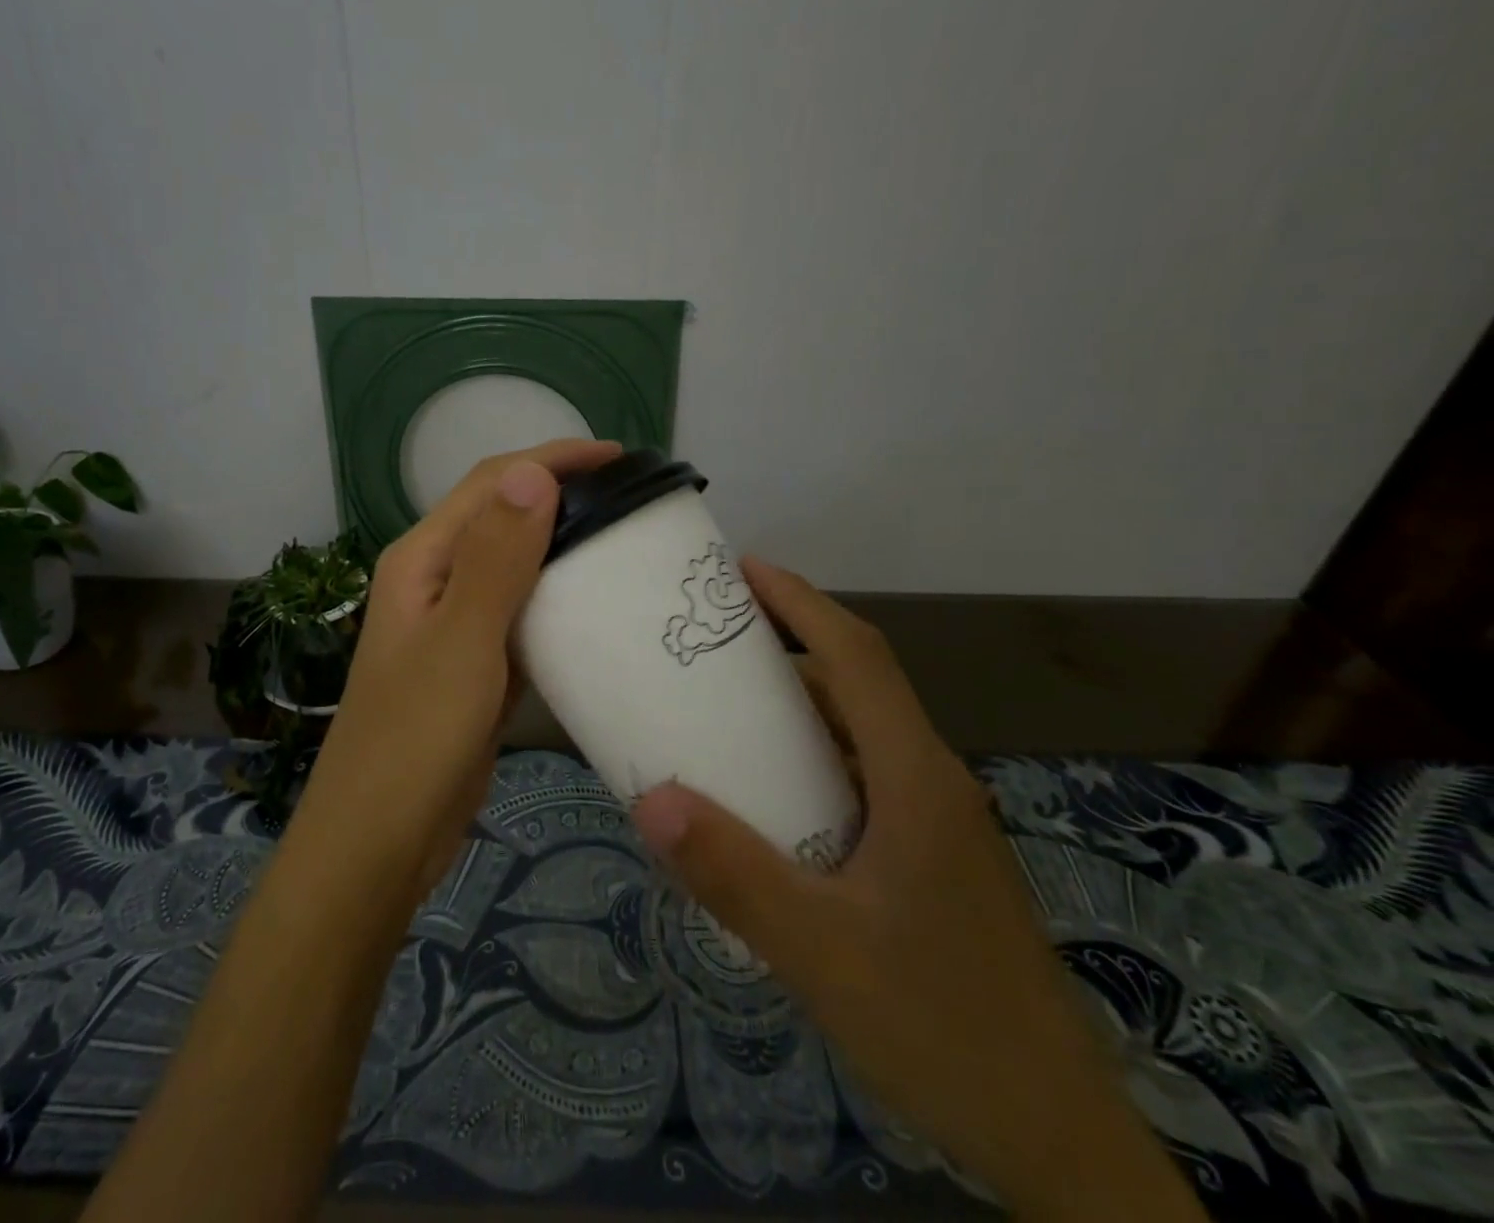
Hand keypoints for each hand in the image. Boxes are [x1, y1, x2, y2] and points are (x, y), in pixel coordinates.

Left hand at [295, 438, 621, 909]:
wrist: (380, 839)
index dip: (554, 460)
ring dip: (563, 544)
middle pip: (504, 516)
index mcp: (423, 558)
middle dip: (563, 494)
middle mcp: (436, 579)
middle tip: (632, 499)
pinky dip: (557, 597)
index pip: (492, 482)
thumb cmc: (415, 738)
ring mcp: (454, 622)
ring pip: (516, 564)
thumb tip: (533, 471)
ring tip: (625, 539)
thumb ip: (496, 557)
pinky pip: (521, 611)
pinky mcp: (474, 662)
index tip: (620, 458)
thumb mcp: (461, 641)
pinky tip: (596, 604)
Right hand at [630, 558, 1204, 1222]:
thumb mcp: (821, 954)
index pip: (857, 657)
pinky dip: (812, 757)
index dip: (801, 602)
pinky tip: (770, 793)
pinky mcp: (931, 856)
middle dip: (791, 642)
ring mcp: (937, 821)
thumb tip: (652, 800)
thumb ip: (735, 875)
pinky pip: (862, 776)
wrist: (1058, 1140)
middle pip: (860, 683)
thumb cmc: (944, 1028)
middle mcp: (931, 781)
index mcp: (915, 777)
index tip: (744, 570)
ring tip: (728, 702)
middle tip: (715, 636)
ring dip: (801, 703)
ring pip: (862, 733)